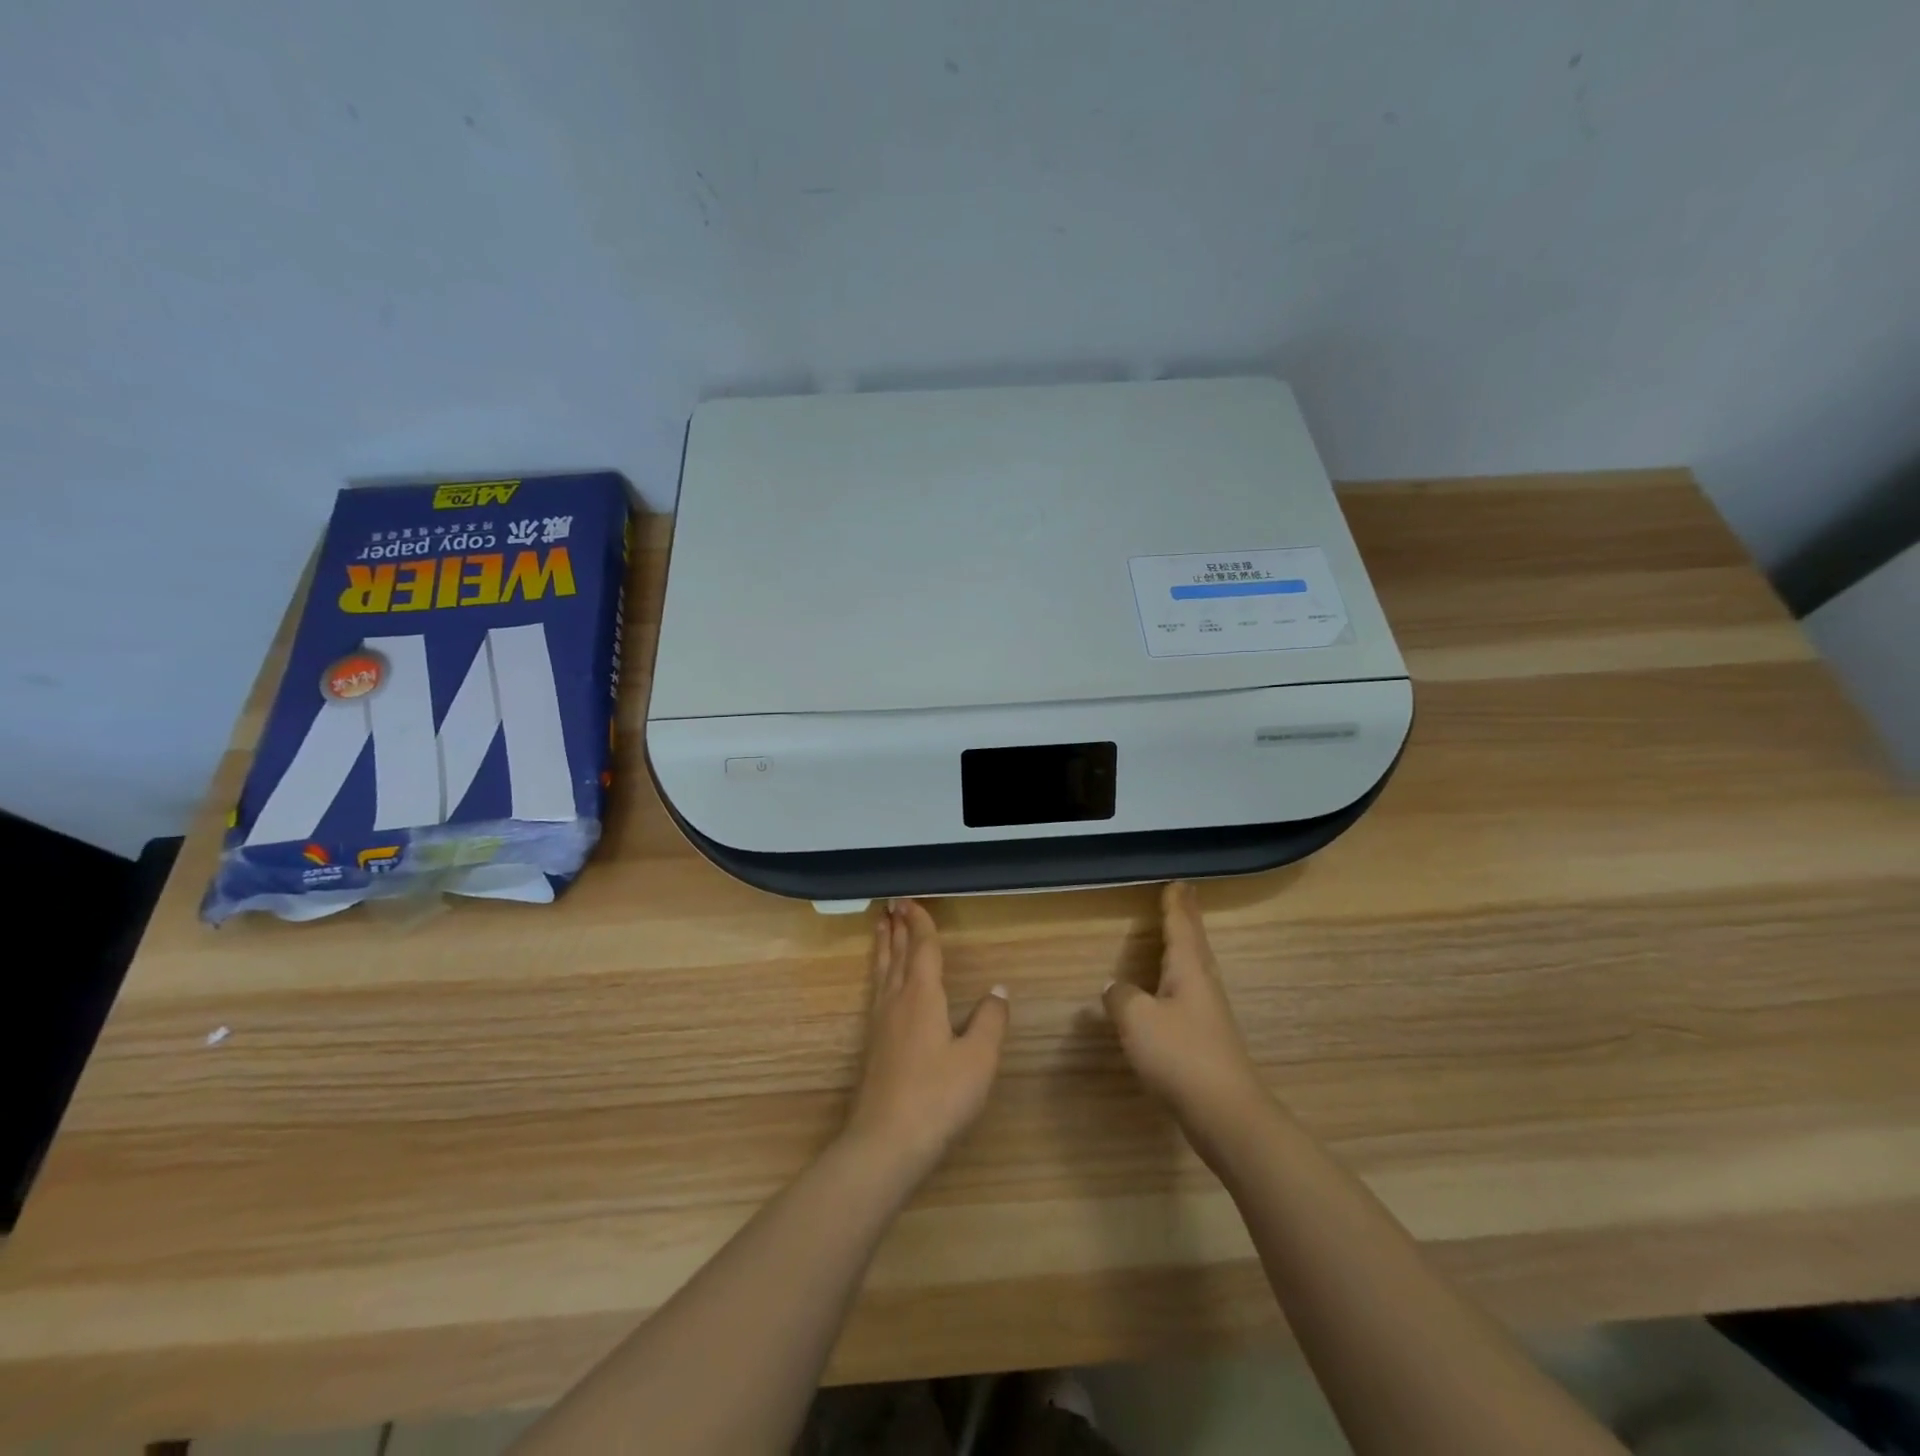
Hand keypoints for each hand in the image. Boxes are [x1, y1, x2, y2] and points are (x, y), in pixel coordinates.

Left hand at [842, 900, 1008, 1182]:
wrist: (885, 1143)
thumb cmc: (938, 1097)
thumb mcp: (978, 1059)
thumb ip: (990, 1021)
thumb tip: (998, 989)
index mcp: (923, 996)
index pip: (923, 949)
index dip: (920, 923)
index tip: (911, 900)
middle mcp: (897, 1001)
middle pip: (898, 955)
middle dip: (898, 928)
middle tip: (892, 904)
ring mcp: (881, 1023)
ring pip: (883, 972)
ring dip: (885, 946)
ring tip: (882, 927)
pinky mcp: (873, 1045)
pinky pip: (877, 990)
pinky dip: (881, 972)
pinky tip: (883, 983)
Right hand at [1103, 882, 1267, 1133]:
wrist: (1226, 1114)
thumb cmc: (1180, 1056)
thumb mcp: (1137, 1020)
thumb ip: (1121, 997)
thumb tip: (1115, 988)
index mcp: (1188, 971)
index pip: (1181, 927)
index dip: (1175, 904)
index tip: (1178, 882)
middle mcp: (1203, 986)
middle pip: (1194, 944)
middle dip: (1186, 919)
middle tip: (1183, 896)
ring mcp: (1209, 1014)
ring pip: (1194, 969)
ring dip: (1185, 947)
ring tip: (1177, 935)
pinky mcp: (1207, 1041)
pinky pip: (1190, 994)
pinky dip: (1179, 979)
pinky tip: (1169, 995)